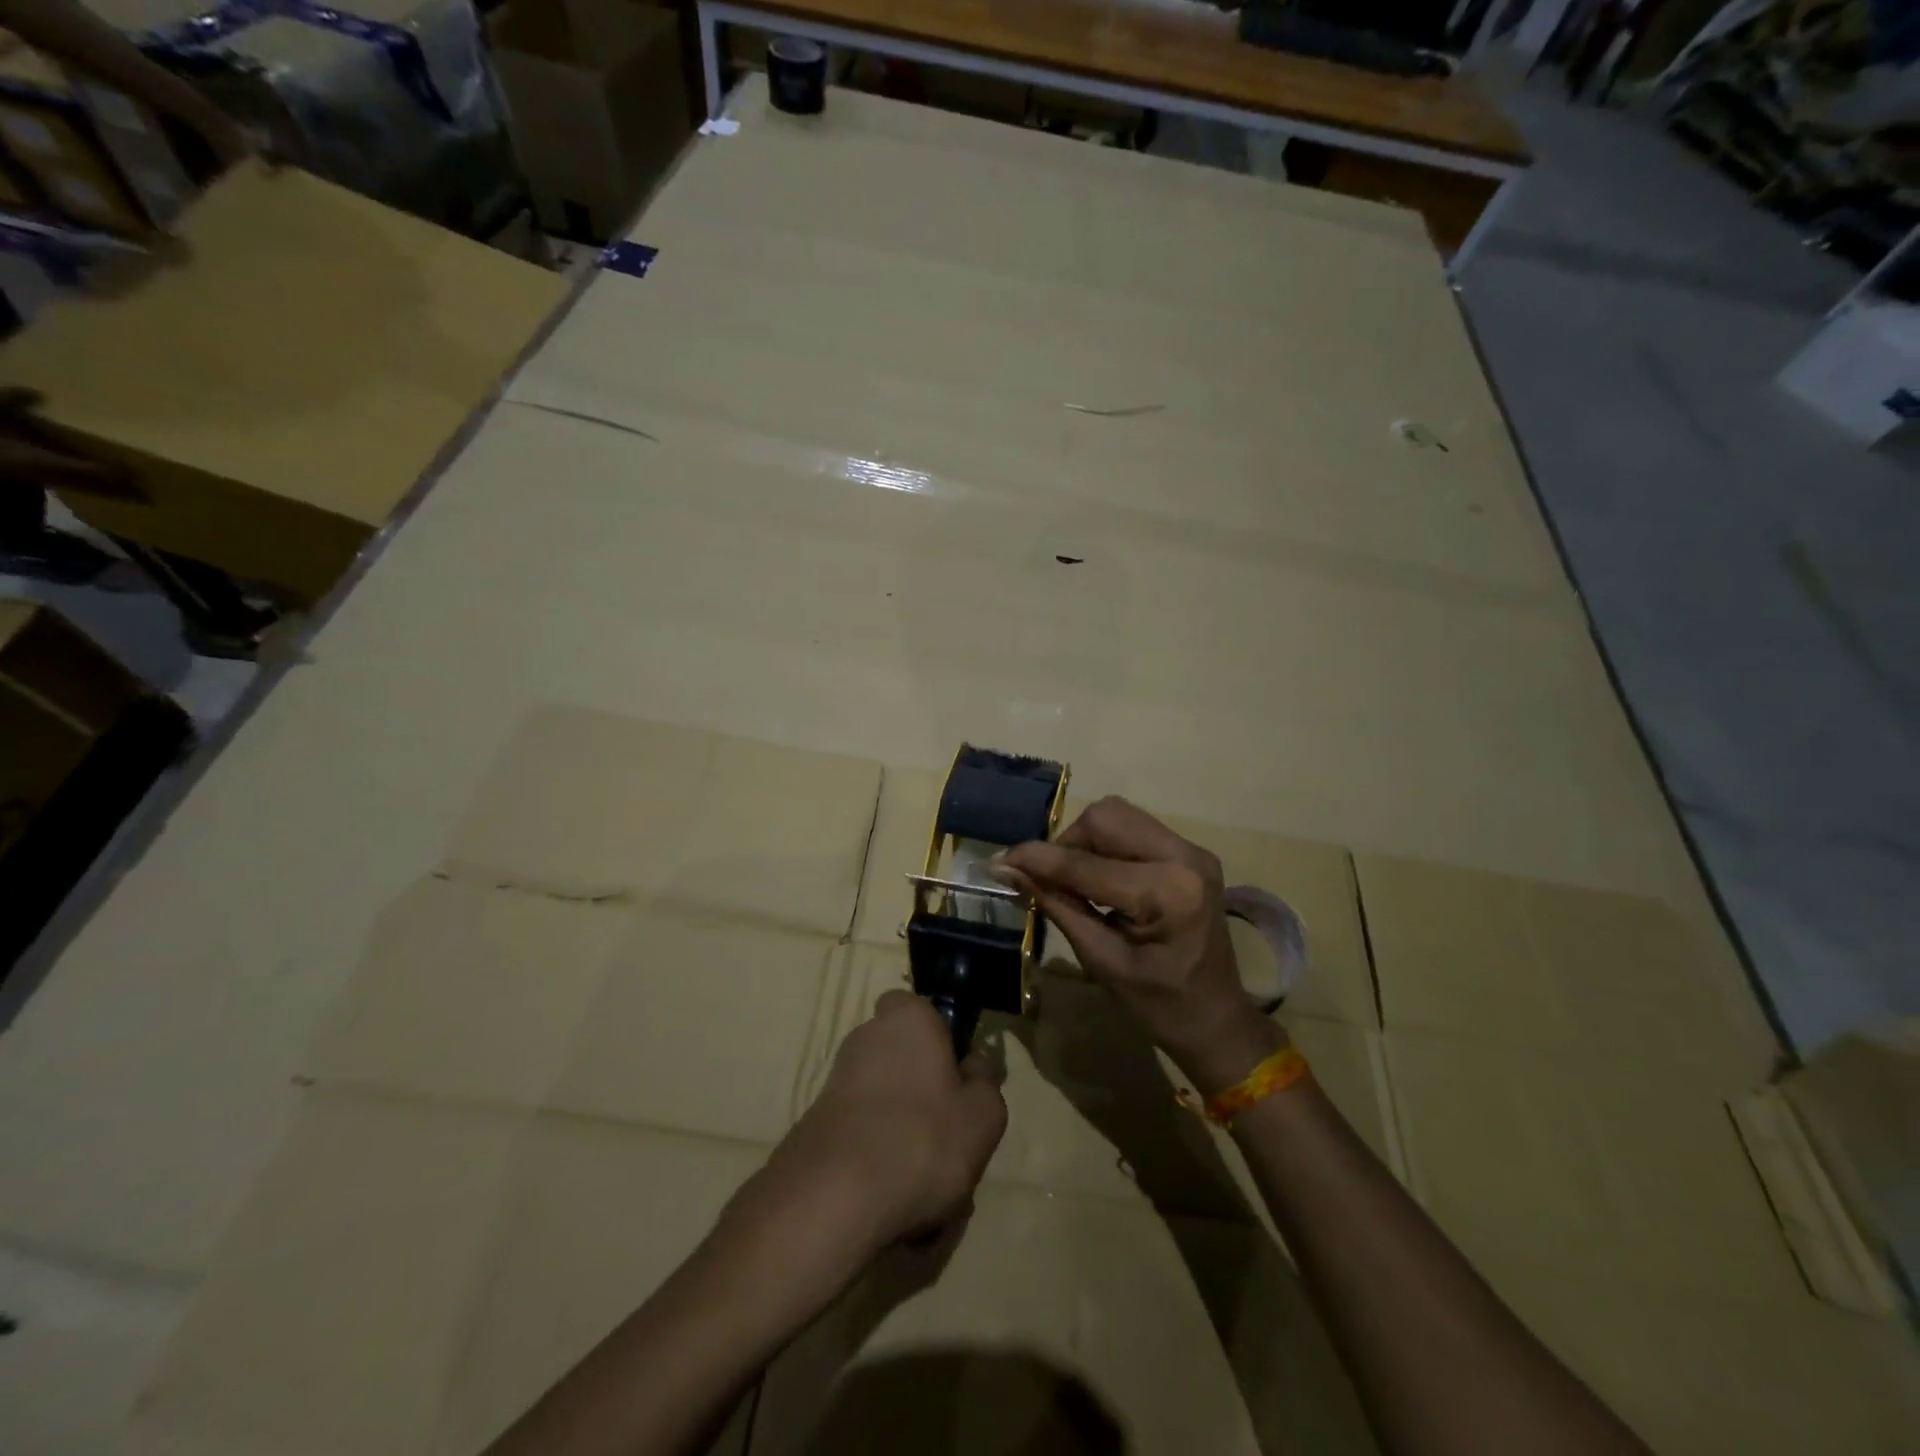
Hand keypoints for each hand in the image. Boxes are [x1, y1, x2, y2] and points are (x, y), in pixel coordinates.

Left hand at [721, 991, 1007, 1290]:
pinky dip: (879, 1161)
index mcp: (907, 1018)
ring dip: (905, 1135)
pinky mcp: (817, 1123)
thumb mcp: (983, 1114)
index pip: (921, 1009)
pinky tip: (895, 1202)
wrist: (834, 1197)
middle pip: (905, 1060)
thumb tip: (976, 1064)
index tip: (958, 1078)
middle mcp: (866, 1037)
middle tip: (950, 1140)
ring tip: (927, 1187)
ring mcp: (837, 1080)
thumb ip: (985, 1081)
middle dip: (925, 1095)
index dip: (941, 1039)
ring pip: (887, 1104)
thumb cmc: (923, 1138)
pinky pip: (864, 1136)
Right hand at [997, 796, 1283, 1095]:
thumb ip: (1056, 906)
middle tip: (1050, 881)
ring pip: (1118, 816)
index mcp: (1168, 893)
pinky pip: (1134, 828)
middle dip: (1067, 845)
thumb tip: (1007, 870)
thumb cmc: (1160, 1005)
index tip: (998, 862)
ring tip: (1075, 881)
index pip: (1085, 863)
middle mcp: (1185, 857)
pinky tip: (1101, 878)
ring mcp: (1192, 850)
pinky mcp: (1190, 852)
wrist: (1218, 1020)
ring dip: (1085, 842)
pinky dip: (1106, 845)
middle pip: (1104, 818)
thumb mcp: (1101, 960)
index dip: (1037, 859)